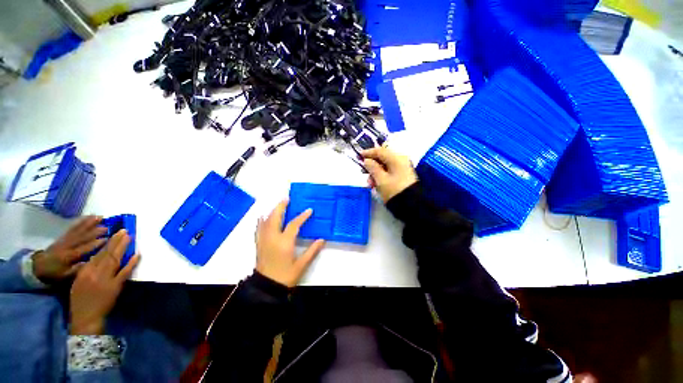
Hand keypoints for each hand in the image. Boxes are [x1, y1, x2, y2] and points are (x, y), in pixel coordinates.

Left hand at [33, 215, 107, 282]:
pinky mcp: (63, 236)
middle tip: (107, 227)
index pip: (83, 249)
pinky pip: (73, 227)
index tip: (107, 239)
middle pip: (82, 237)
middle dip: (94, 232)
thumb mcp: (64, 276)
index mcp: (68, 256)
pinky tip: (88, 217)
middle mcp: (67, 246)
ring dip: (89, 223)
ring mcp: (64, 239)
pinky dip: (81, 221)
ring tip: (100, 217)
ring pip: (78, 230)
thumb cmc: (55, 274)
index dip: (94, 244)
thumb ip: (76, 270)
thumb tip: (90, 262)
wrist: (38, 267)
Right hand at [70, 230, 139, 334]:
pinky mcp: (115, 286)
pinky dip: (131, 262)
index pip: (97, 254)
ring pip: (115, 259)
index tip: (114, 234)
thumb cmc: (79, 300)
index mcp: (84, 272)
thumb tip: (97, 256)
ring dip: (123, 247)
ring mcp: (105, 279)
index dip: (106, 243)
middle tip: (125, 230)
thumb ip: (87, 269)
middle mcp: (94, 273)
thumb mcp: (78, 282)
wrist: (86, 318)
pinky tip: (137, 254)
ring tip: (130, 237)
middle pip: (107, 254)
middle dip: (116, 241)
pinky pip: (124, 272)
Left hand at [255, 200, 324, 287]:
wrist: (266, 288)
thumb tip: (322, 239)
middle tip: (287, 198)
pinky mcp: (259, 244)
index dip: (302, 216)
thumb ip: (312, 251)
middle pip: (275, 217)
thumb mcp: (301, 265)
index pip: (294, 224)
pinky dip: (261, 221)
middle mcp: (272, 238)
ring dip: (272, 211)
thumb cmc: (286, 276)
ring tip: (279, 205)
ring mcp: (263, 240)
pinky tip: (262, 217)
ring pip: (266, 221)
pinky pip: (259, 229)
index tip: (309, 210)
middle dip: (281, 207)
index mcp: (284, 242)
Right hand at [362, 147, 417, 202]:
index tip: (358, 156)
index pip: (380, 151)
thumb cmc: (394, 191)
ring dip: (375, 173)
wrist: (411, 206)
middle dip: (371, 165)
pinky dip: (381, 176)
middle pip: (382, 158)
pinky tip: (376, 184)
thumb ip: (372, 168)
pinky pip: (389, 172)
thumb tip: (367, 160)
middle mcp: (400, 161)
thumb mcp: (380, 179)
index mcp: (396, 159)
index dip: (368, 153)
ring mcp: (402, 168)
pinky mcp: (402, 176)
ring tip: (370, 183)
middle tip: (363, 172)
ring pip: (385, 166)